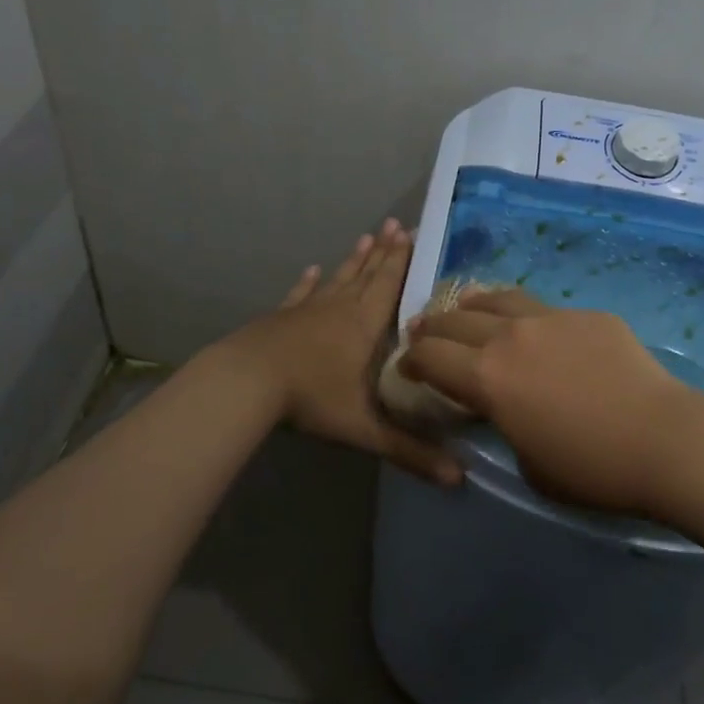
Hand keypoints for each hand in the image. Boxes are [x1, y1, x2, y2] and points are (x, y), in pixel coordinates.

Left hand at [224, 220, 463, 486]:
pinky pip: (301, 294)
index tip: (412, 234)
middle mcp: (339, 309)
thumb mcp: (364, 429)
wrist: (245, 383)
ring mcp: (307, 310)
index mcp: (363, 327)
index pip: (389, 287)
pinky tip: (312, 270)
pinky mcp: (281, 318)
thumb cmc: (310, 398)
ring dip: (354, 260)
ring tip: (366, 237)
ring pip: (338, 279)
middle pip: (366, 275)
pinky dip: (309, 282)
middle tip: (395, 225)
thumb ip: (409, 451)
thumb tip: (458, 479)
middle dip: (384, 252)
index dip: (402, 262)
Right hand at [399, 288, 703, 516]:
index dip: (411, 360)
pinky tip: (539, 333)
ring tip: (469, 311)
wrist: (663, 439)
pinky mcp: (587, 315)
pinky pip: (545, 309)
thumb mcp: (528, 462)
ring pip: (498, 299)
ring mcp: (551, 318)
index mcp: (487, 377)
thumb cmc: (591, 469)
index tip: (408, 366)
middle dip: (433, 327)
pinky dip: (527, 318)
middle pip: (456, 319)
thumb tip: (507, 407)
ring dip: (474, 307)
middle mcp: (510, 336)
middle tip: (426, 334)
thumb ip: (506, 425)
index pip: (430, 356)